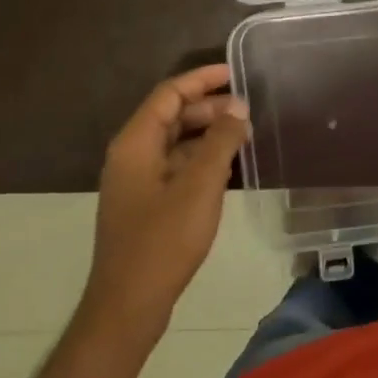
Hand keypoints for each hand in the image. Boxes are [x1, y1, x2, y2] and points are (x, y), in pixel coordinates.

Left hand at [82, 64, 250, 338]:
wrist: (128, 306)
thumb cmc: (163, 240)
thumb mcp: (200, 185)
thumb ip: (220, 141)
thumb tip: (238, 107)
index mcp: (136, 143)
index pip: (169, 94)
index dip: (202, 79)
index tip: (236, 72)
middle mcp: (132, 155)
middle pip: (172, 116)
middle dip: (209, 107)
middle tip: (249, 109)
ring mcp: (137, 181)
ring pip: (175, 142)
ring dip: (208, 134)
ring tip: (245, 134)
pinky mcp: (146, 204)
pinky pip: (176, 166)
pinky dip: (201, 158)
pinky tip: (229, 166)